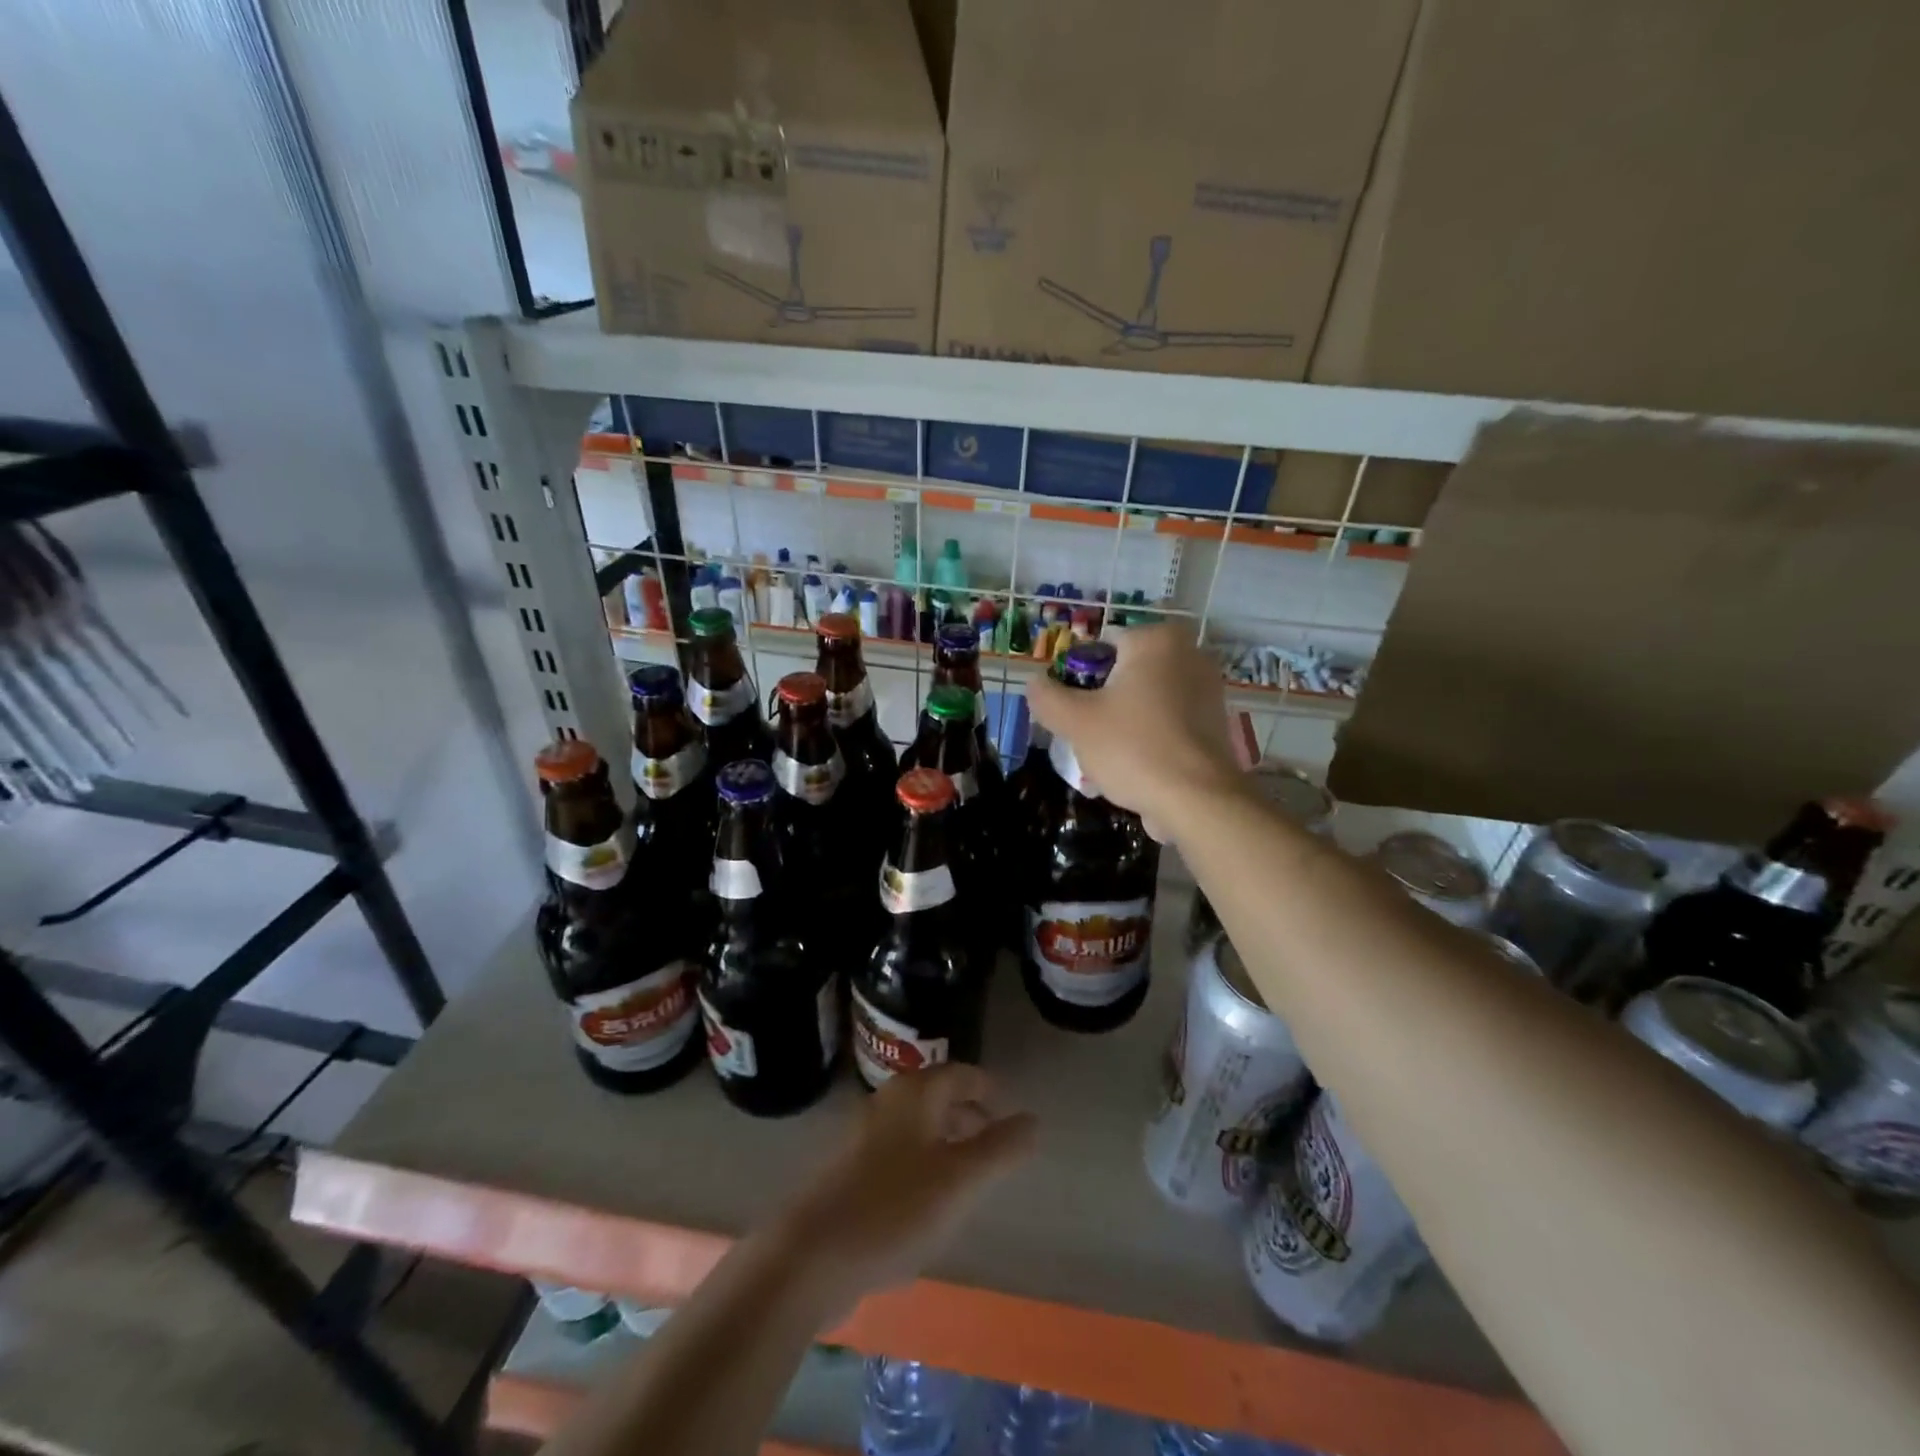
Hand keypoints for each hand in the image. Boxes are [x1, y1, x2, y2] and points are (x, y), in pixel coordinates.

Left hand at [774, 1065, 1035, 1312]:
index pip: (961, 1074)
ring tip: (970, 1175)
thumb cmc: (895, 1208)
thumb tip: (1033, 1120)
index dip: (988, 1089)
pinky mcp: (851, 1168)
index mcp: (915, 1093)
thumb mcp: (961, 1180)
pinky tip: (929, 1202)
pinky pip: (900, 1152)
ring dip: (947, 1140)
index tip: (1010, 1113)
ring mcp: (865, 1134)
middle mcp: (888, 1102)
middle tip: (996, 1144)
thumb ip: (1001, 1148)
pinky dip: (923, 1162)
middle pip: (938, 1096)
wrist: (813, 1254)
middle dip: (969, 1115)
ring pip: (918, 1125)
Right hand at [1027, 625, 1244, 829]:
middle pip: (1124, 674)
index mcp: (1156, 640)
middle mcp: (1189, 654)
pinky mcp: (1216, 722)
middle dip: (1102, 702)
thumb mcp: (1075, 722)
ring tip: (1110, 758)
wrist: (1197, 800)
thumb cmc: (1133, 748)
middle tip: (1088, 736)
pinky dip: (1150, 737)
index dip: (1077, 678)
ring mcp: (1208, 688)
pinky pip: (1168, 721)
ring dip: (1124, 722)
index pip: (1100, 647)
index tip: (1072, 711)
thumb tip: (1035, 683)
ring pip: (1146, 700)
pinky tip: (1137, 767)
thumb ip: (1047, 697)